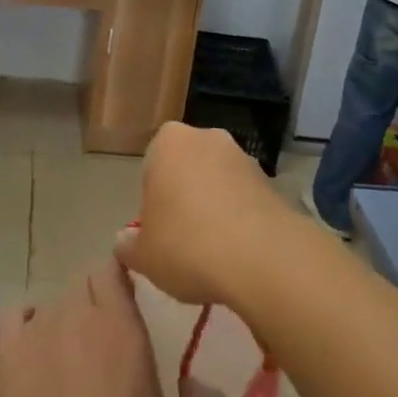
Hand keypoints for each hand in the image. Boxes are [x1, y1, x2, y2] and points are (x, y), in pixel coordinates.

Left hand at [0, 260, 227, 396]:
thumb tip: (202, 386)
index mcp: (120, 324)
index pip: (113, 266)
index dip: (122, 277)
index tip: (134, 299)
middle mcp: (76, 314)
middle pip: (84, 281)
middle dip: (98, 298)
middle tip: (111, 336)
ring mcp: (37, 331)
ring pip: (54, 302)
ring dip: (67, 318)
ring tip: (76, 356)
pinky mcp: (6, 355)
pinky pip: (16, 316)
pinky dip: (27, 323)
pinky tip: (37, 349)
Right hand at [115, 122, 293, 307]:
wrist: (262, 259)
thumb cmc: (186, 245)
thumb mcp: (143, 255)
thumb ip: (128, 244)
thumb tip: (125, 240)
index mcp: (168, 142)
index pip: (152, 166)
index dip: (153, 201)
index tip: (158, 231)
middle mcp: (207, 138)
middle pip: (187, 169)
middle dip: (185, 197)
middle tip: (182, 240)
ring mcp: (244, 157)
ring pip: (218, 182)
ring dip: (215, 207)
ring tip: (214, 252)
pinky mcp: (272, 182)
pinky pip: (245, 199)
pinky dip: (240, 219)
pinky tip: (238, 252)